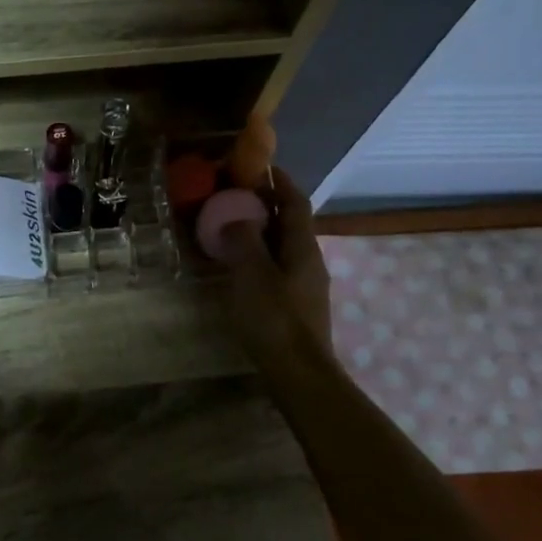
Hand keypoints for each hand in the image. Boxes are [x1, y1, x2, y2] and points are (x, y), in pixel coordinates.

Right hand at [213, 168, 331, 352]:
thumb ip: (243, 240)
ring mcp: (305, 284)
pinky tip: (239, 266)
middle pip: (291, 222)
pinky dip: (260, 255)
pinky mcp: (296, 305)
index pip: (296, 202)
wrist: (299, 374)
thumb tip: (238, 217)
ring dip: (261, 231)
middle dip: (266, 205)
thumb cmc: (275, 319)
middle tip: (234, 196)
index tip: (258, 167)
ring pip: (284, 246)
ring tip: (231, 228)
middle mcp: (310, 260)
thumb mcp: (252, 274)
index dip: (280, 181)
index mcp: (303, 246)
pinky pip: (277, 267)